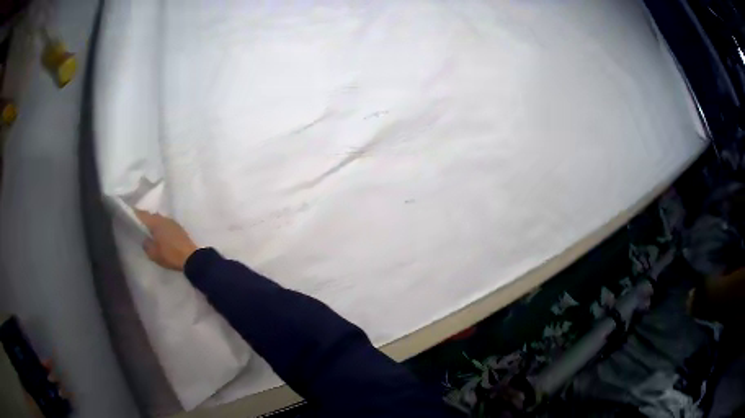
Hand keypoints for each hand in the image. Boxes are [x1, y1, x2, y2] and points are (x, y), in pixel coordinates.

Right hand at [136, 210, 198, 270]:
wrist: (191, 258)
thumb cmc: (170, 255)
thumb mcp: (153, 253)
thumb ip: (146, 244)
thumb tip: (145, 239)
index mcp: (156, 222)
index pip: (143, 214)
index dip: (135, 214)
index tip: (129, 214)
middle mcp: (164, 218)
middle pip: (152, 216)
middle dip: (145, 219)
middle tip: (139, 225)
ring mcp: (173, 222)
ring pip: (160, 220)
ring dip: (154, 224)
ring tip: (149, 232)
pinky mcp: (179, 229)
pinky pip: (167, 225)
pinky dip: (162, 228)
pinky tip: (160, 235)